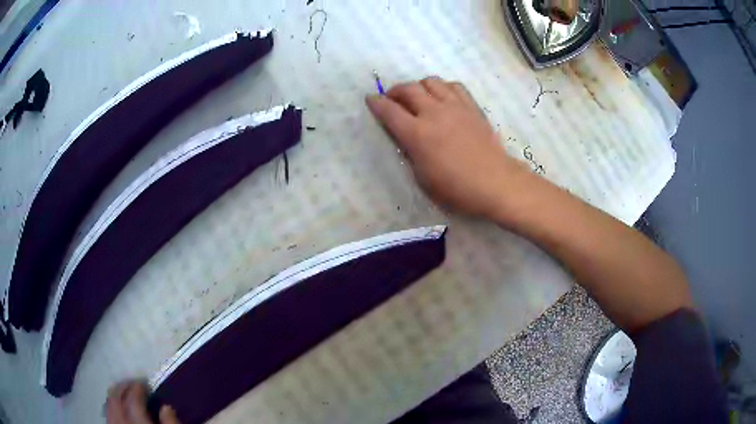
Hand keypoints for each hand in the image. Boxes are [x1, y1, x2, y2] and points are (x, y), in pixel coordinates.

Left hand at [106, 380, 179, 423]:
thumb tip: (166, 408)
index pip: (133, 400)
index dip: (137, 388)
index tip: (144, 384)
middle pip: (115, 399)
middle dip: (122, 387)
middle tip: (132, 384)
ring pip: (108, 407)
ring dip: (114, 396)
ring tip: (123, 393)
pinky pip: (108, 418)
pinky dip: (111, 409)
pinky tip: (117, 410)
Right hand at [366, 77, 528, 218]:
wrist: (495, 183)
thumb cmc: (457, 189)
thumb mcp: (423, 178)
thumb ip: (411, 153)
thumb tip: (407, 139)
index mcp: (417, 134)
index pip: (389, 111)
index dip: (376, 103)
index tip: (370, 99)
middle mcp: (433, 113)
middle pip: (408, 89)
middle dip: (395, 91)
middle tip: (393, 99)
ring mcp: (455, 107)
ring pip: (430, 81)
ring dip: (419, 86)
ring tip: (419, 97)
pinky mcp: (472, 107)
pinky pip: (454, 86)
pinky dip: (443, 87)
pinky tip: (443, 97)